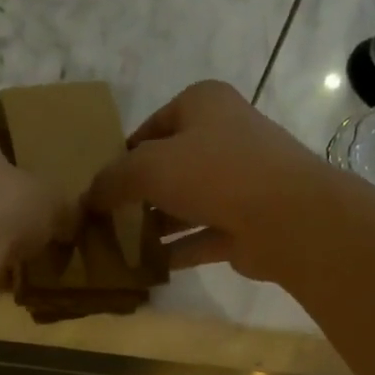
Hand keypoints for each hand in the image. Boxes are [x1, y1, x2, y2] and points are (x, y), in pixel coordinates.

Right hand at [86, 80, 337, 283]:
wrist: (286, 217)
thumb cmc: (214, 173)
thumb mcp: (149, 166)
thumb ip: (113, 180)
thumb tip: (88, 197)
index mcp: (203, 105)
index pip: (152, 127)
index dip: (122, 155)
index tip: (99, 186)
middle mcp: (224, 137)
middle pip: (168, 166)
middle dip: (137, 194)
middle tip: (103, 219)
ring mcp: (238, 183)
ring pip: (185, 203)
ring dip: (153, 225)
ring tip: (116, 247)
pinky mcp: (243, 224)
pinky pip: (199, 237)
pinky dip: (174, 251)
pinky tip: (143, 268)